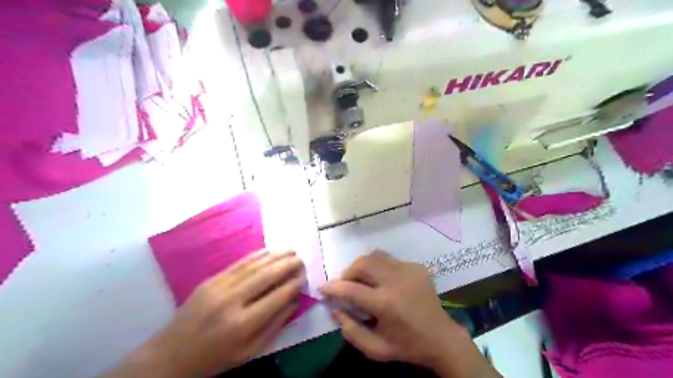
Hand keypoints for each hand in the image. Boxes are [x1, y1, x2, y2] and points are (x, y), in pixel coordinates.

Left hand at [104, 251, 304, 377]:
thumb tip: (294, 302)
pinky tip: (269, 251)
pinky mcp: (210, 280)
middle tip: (301, 259)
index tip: (304, 277)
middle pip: (266, 276)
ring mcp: (219, 287)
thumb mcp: (248, 352)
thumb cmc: (213, 358)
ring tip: (291, 251)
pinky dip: (256, 255)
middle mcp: (231, 301)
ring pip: (253, 266)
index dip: (293, 285)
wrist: (170, 355)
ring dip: (275, 256)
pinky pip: (238, 264)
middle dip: (287, 265)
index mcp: (242, 324)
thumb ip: (274, 327)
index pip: (276, 298)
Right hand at [318, 251, 497, 377]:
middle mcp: (397, 281)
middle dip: (348, 272)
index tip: (323, 288)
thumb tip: (334, 308)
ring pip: (375, 256)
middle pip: (363, 263)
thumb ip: (350, 330)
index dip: (333, 287)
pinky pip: (389, 260)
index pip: (351, 289)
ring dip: (363, 266)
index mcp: (386, 304)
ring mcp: (408, 270)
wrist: (441, 337)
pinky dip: (379, 267)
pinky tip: (383, 281)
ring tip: (362, 279)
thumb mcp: (375, 349)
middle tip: (346, 284)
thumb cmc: (406, 346)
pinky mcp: (416, 266)